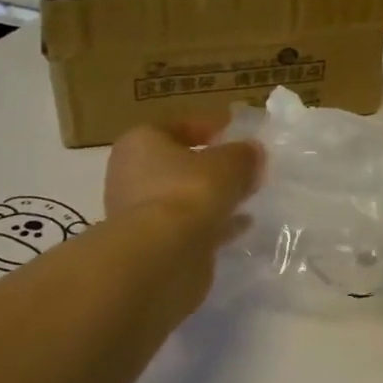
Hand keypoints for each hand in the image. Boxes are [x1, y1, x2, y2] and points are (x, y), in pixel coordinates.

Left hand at [105, 120, 263, 251]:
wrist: (161, 255)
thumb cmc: (191, 191)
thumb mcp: (231, 162)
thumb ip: (244, 154)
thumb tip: (252, 152)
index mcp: (141, 143)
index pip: (177, 127)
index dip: (209, 129)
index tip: (235, 136)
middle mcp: (131, 174)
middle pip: (178, 165)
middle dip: (210, 168)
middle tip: (242, 170)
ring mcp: (137, 212)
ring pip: (182, 198)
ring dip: (211, 198)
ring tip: (245, 199)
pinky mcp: (149, 244)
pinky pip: (185, 226)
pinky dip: (209, 224)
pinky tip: (238, 227)